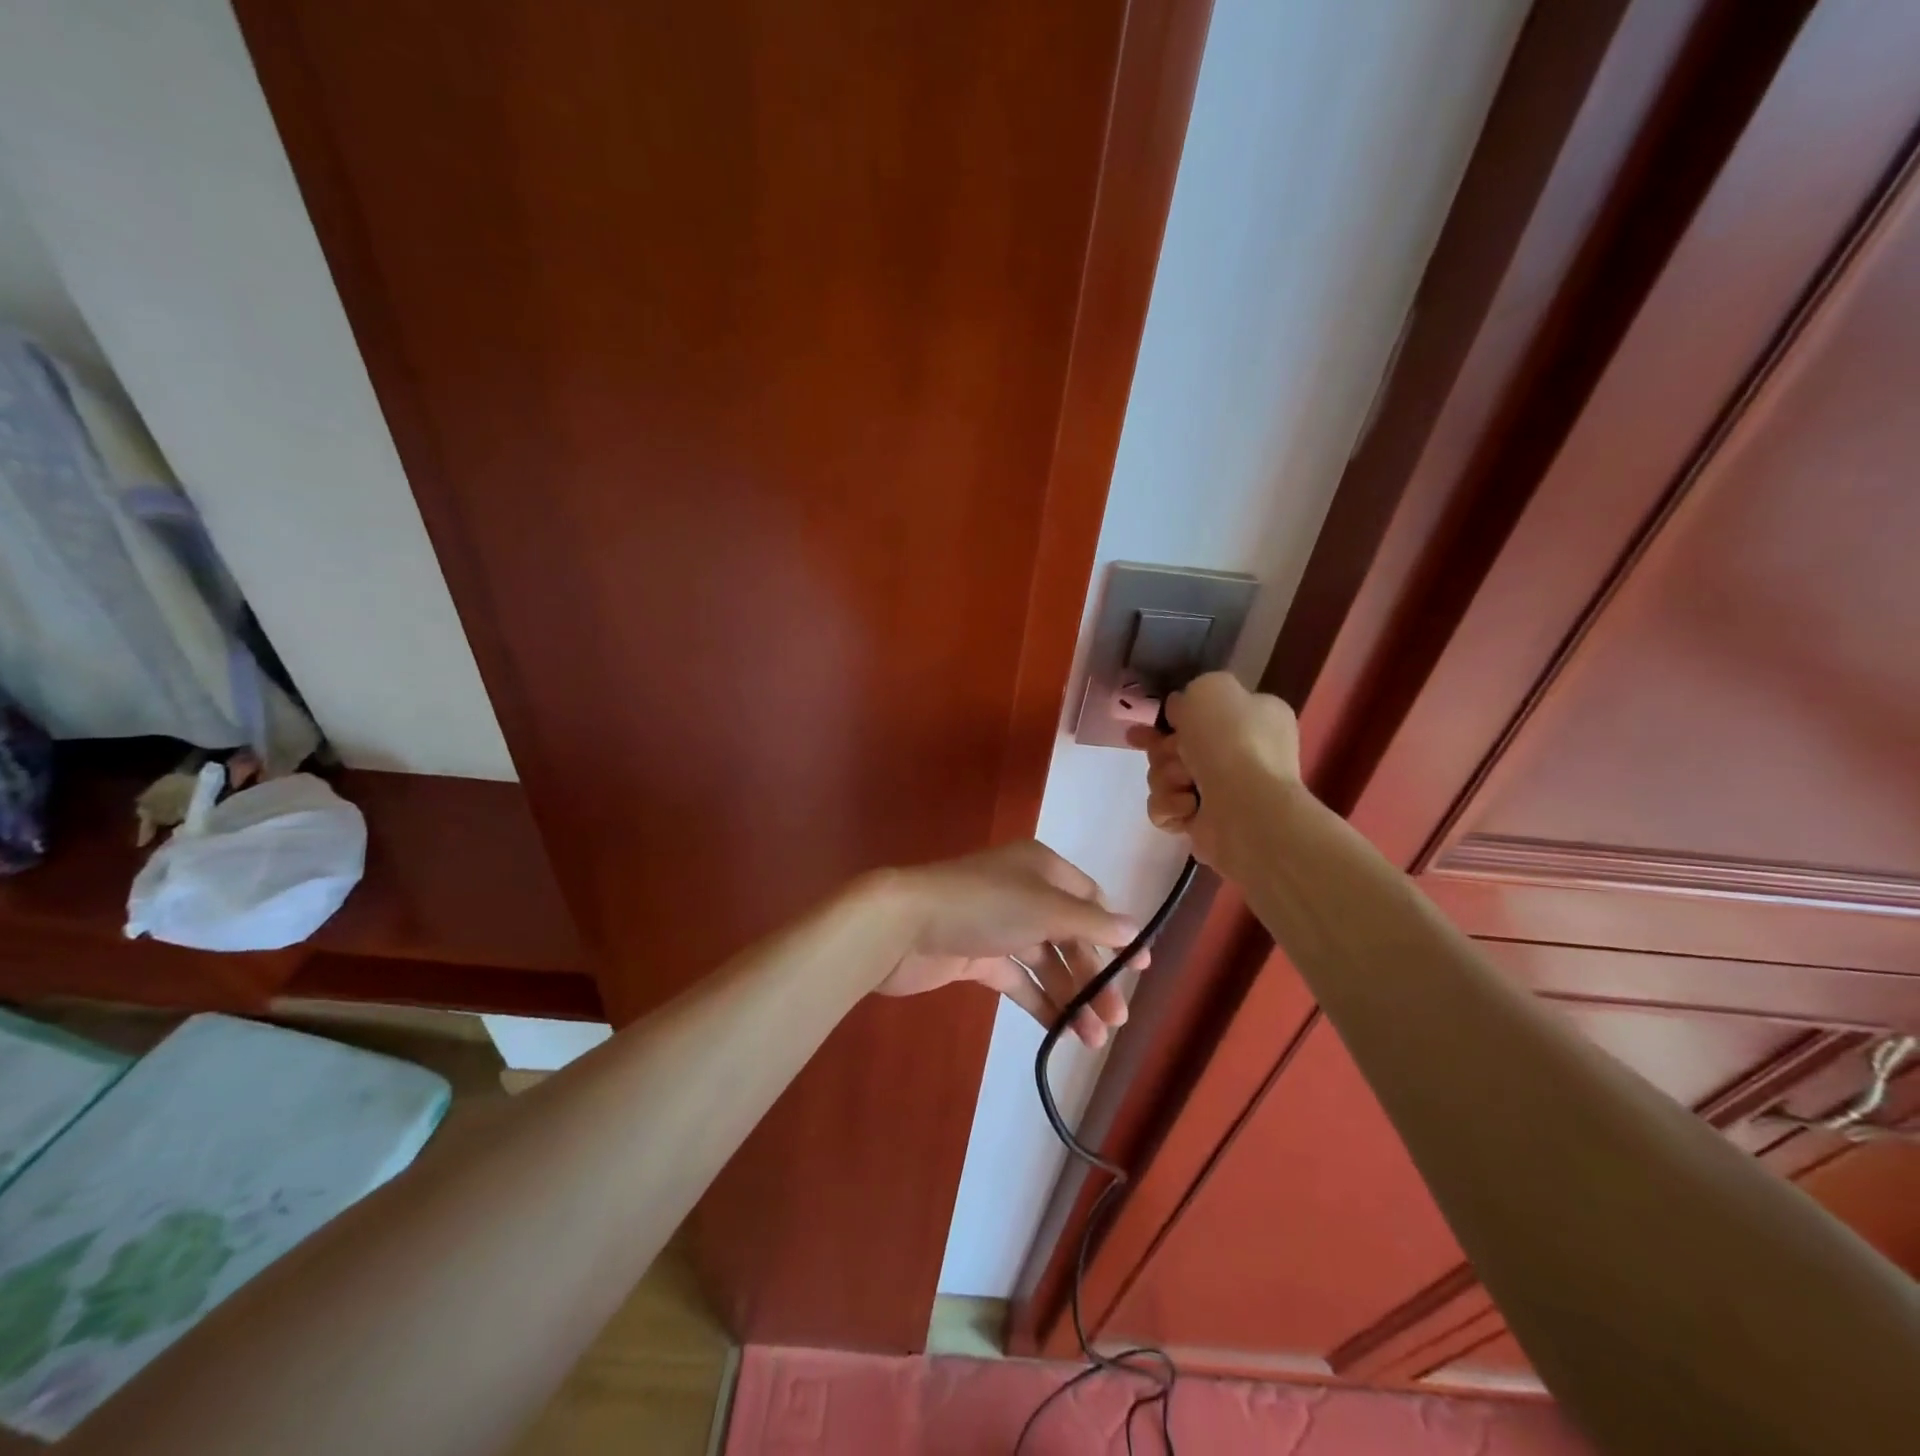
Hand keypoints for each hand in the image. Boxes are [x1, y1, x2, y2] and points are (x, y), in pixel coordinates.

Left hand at [869, 840, 1144, 1047]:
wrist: (903, 925)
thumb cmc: (983, 905)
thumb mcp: (1045, 908)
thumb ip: (1091, 923)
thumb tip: (1135, 930)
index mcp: (1041, 868)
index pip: (1090, 898)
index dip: (1116, 931)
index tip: (1142, 967)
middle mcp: (1023, 892)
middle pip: (1070, 936)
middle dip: (1095, 975)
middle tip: (1117, 1017)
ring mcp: (999, 927)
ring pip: (1047, 962)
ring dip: (1072, 996)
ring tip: (1094, 1038)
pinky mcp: (978, 957)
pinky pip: (1019, 980)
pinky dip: (1042, 1002)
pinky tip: (1063, 1030)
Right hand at [1125, 671, 1300, 869]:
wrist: (1246, 806)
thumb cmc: (1233, 740)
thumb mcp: (1210, 688)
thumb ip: (1190, 693)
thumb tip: (1179, 713)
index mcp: (1253, 717)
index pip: (1204, 712)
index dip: (1173, 716)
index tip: (1150, 722)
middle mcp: (1242, 753)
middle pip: (1177, 745)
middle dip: (1164, 749)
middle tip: (1170, 753)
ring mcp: (1224, 791)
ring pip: (1166, 776)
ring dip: (1166, 777)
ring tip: (1185, 782)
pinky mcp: (1205, 823)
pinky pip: (1166, 808)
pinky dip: (1170, 805)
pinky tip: (1187, 805)